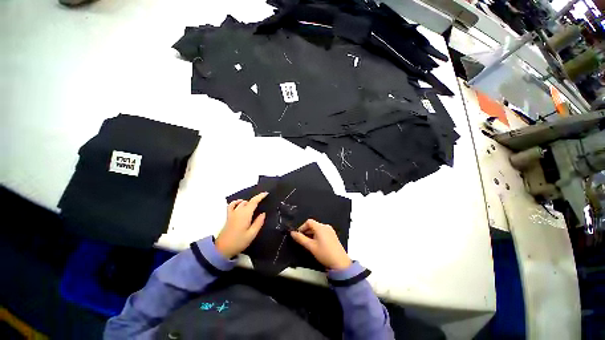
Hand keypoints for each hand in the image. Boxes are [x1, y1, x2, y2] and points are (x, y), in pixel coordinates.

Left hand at [215, 192, 267, 257]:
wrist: (221, 249)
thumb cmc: (238, 242)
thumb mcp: (252, 234)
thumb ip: (258, 223)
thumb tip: (263, 213)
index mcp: (245, 214)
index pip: (254, 201)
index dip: (260, 196)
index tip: (266, 193)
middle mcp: (239, 211)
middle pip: (248, 201)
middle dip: (256, 200)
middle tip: (262, 203)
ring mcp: (232, 213)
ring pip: (242, 202)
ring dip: (248, 202)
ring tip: (254, 206)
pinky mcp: (228, 216)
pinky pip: (232, 205)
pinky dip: (237, 202)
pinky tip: (240, 203)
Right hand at [290, 219, 351, 269]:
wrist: (340, 263)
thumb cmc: (324, 253)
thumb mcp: (310, 246)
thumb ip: (300, 238)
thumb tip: (292, 233)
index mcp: (320, 227)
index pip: (309, 222)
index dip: (302, 227)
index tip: (298, 235)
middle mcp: (326, 226)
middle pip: (313, 225)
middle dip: (306, 231)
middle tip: (303, 241)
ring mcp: (330, 230)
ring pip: (317, 229)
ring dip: (311, 234)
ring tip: (309, 244)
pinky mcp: (333, 235)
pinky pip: (322, 232)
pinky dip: (317, 236)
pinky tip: (316, 244)